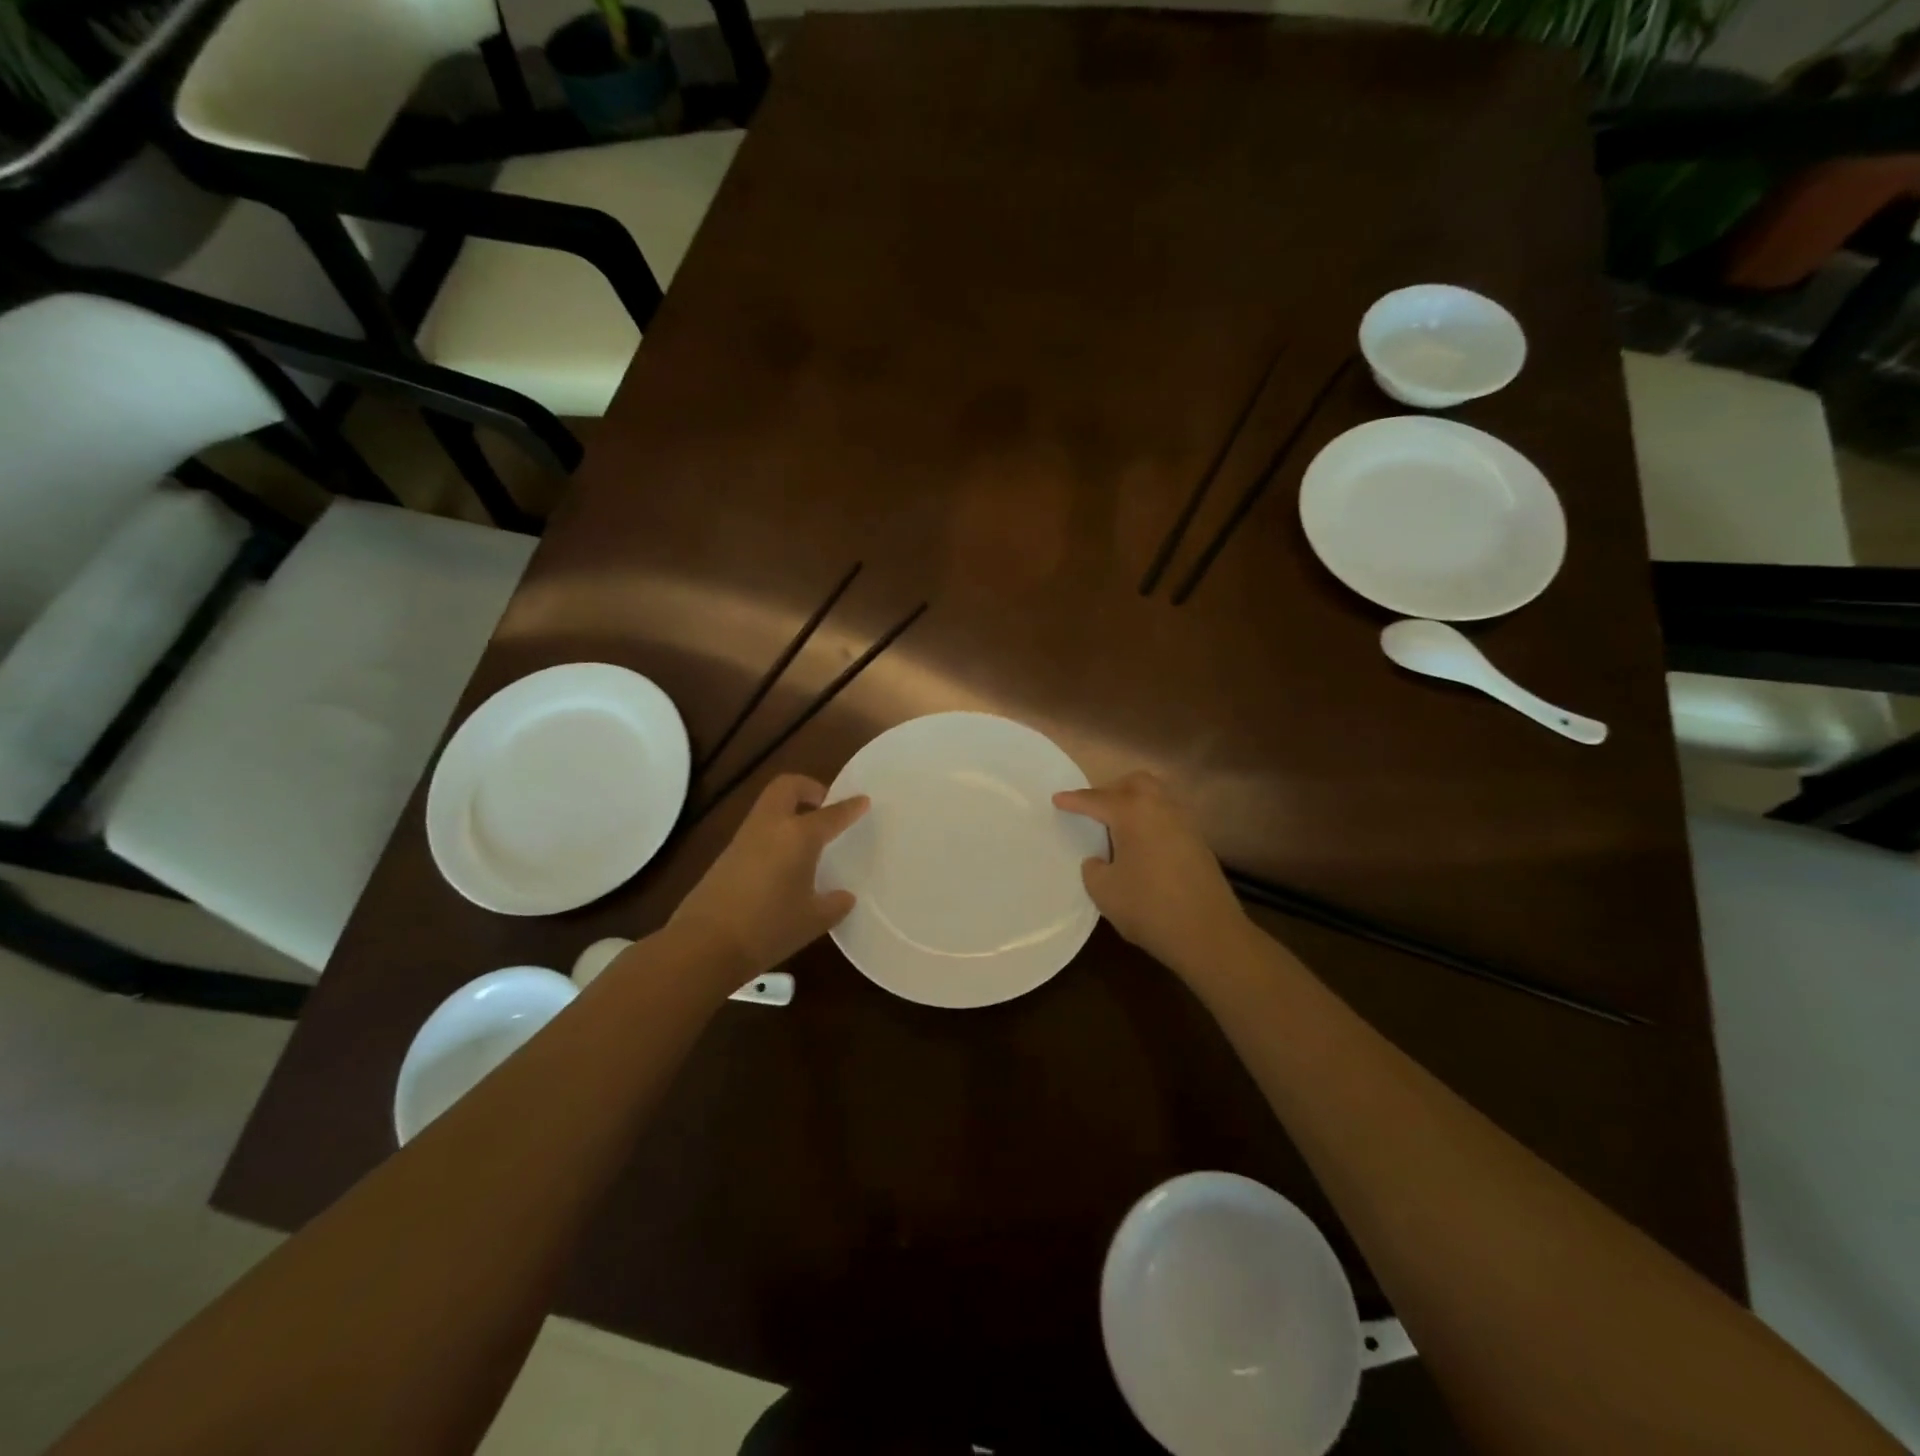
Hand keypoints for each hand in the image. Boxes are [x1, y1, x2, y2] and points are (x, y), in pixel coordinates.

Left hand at [670, 774, 868, 980]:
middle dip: (808, 789)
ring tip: (808, 837)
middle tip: (825, 807)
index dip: (850, 807)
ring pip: (769, 807)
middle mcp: (771, 827)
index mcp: (799, 836)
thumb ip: (834, 904)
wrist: (704, 945)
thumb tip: (843, 896)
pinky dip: (775, 833)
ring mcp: (744, 839)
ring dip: (789, 811)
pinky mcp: (726, 856)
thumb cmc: (769, 928)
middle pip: (787, 787)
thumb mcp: (813, 920)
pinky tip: (785, 863)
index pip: (831, 814)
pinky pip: (757, 831)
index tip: (863, 800)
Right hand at [1053, 771, 1250, 978]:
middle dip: (1112, 789)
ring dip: (1135, 803)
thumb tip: (1100, 860)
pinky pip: (1168, 817)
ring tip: (1117, 826)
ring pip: (1156, 797)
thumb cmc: (1149, 908)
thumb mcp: (1104, 891)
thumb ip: (1094, 869)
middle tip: (1094, 808)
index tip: (1057, 799)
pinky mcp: (1198, 842)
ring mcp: (1184, 823)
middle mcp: (1160, 808)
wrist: (1209, 933)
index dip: (1074, 801)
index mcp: (1133, 812)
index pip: (1097, 799)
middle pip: (1135, 783)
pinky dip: (1150, 820)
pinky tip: (1141, 845)